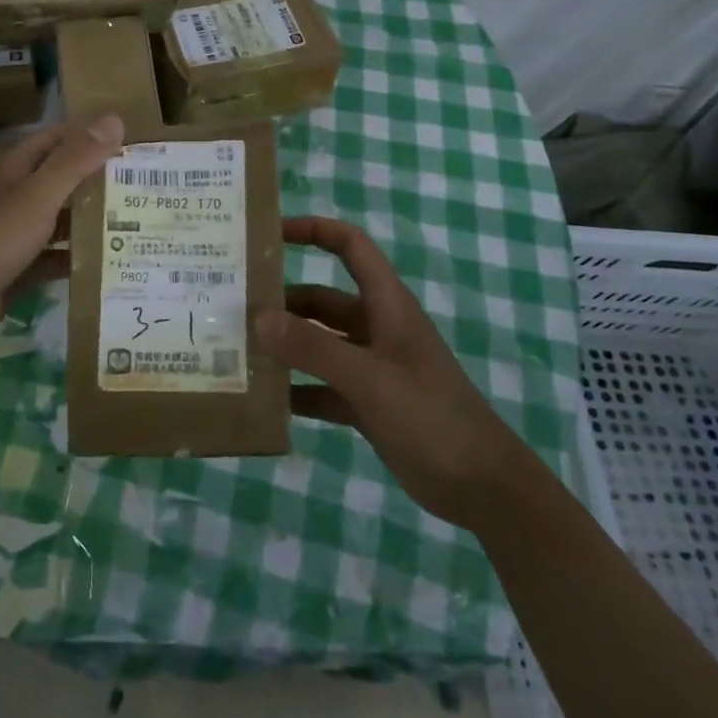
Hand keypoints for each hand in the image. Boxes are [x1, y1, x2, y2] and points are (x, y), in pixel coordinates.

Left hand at [0, 113, 123, 356]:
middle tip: (144, 185)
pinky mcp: (17, 271)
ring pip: (59, 222)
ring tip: (137, 222)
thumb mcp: (38, 197)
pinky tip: (109, 264)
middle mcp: (15, 199)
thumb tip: (115, 119)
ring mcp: (14, 236)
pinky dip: (77, 260)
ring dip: (90, 221)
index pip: (56, 141)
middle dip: (97, 181)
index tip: (129, 139)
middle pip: (61, 182)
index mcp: (15, 172)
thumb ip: (75, 161)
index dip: (88, 135)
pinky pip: (53, 260)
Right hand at [258, 217, 514, 529]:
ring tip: (239, 350)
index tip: (269, 234)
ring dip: (286, 346)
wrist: (483, 487)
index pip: (350, 246)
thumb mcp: (368, 377)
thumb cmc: (430, 416)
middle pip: (322, 300)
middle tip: (234, 306)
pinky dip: (298, 390)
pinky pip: (323, 387)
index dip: (313, 230)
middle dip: (283, 300)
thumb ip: (312, 348)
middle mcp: (376, 328)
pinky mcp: (369, 404)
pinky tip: (265, 399)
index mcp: (386, 304)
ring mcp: (372, 367)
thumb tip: (258, 317)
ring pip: (319, 344)